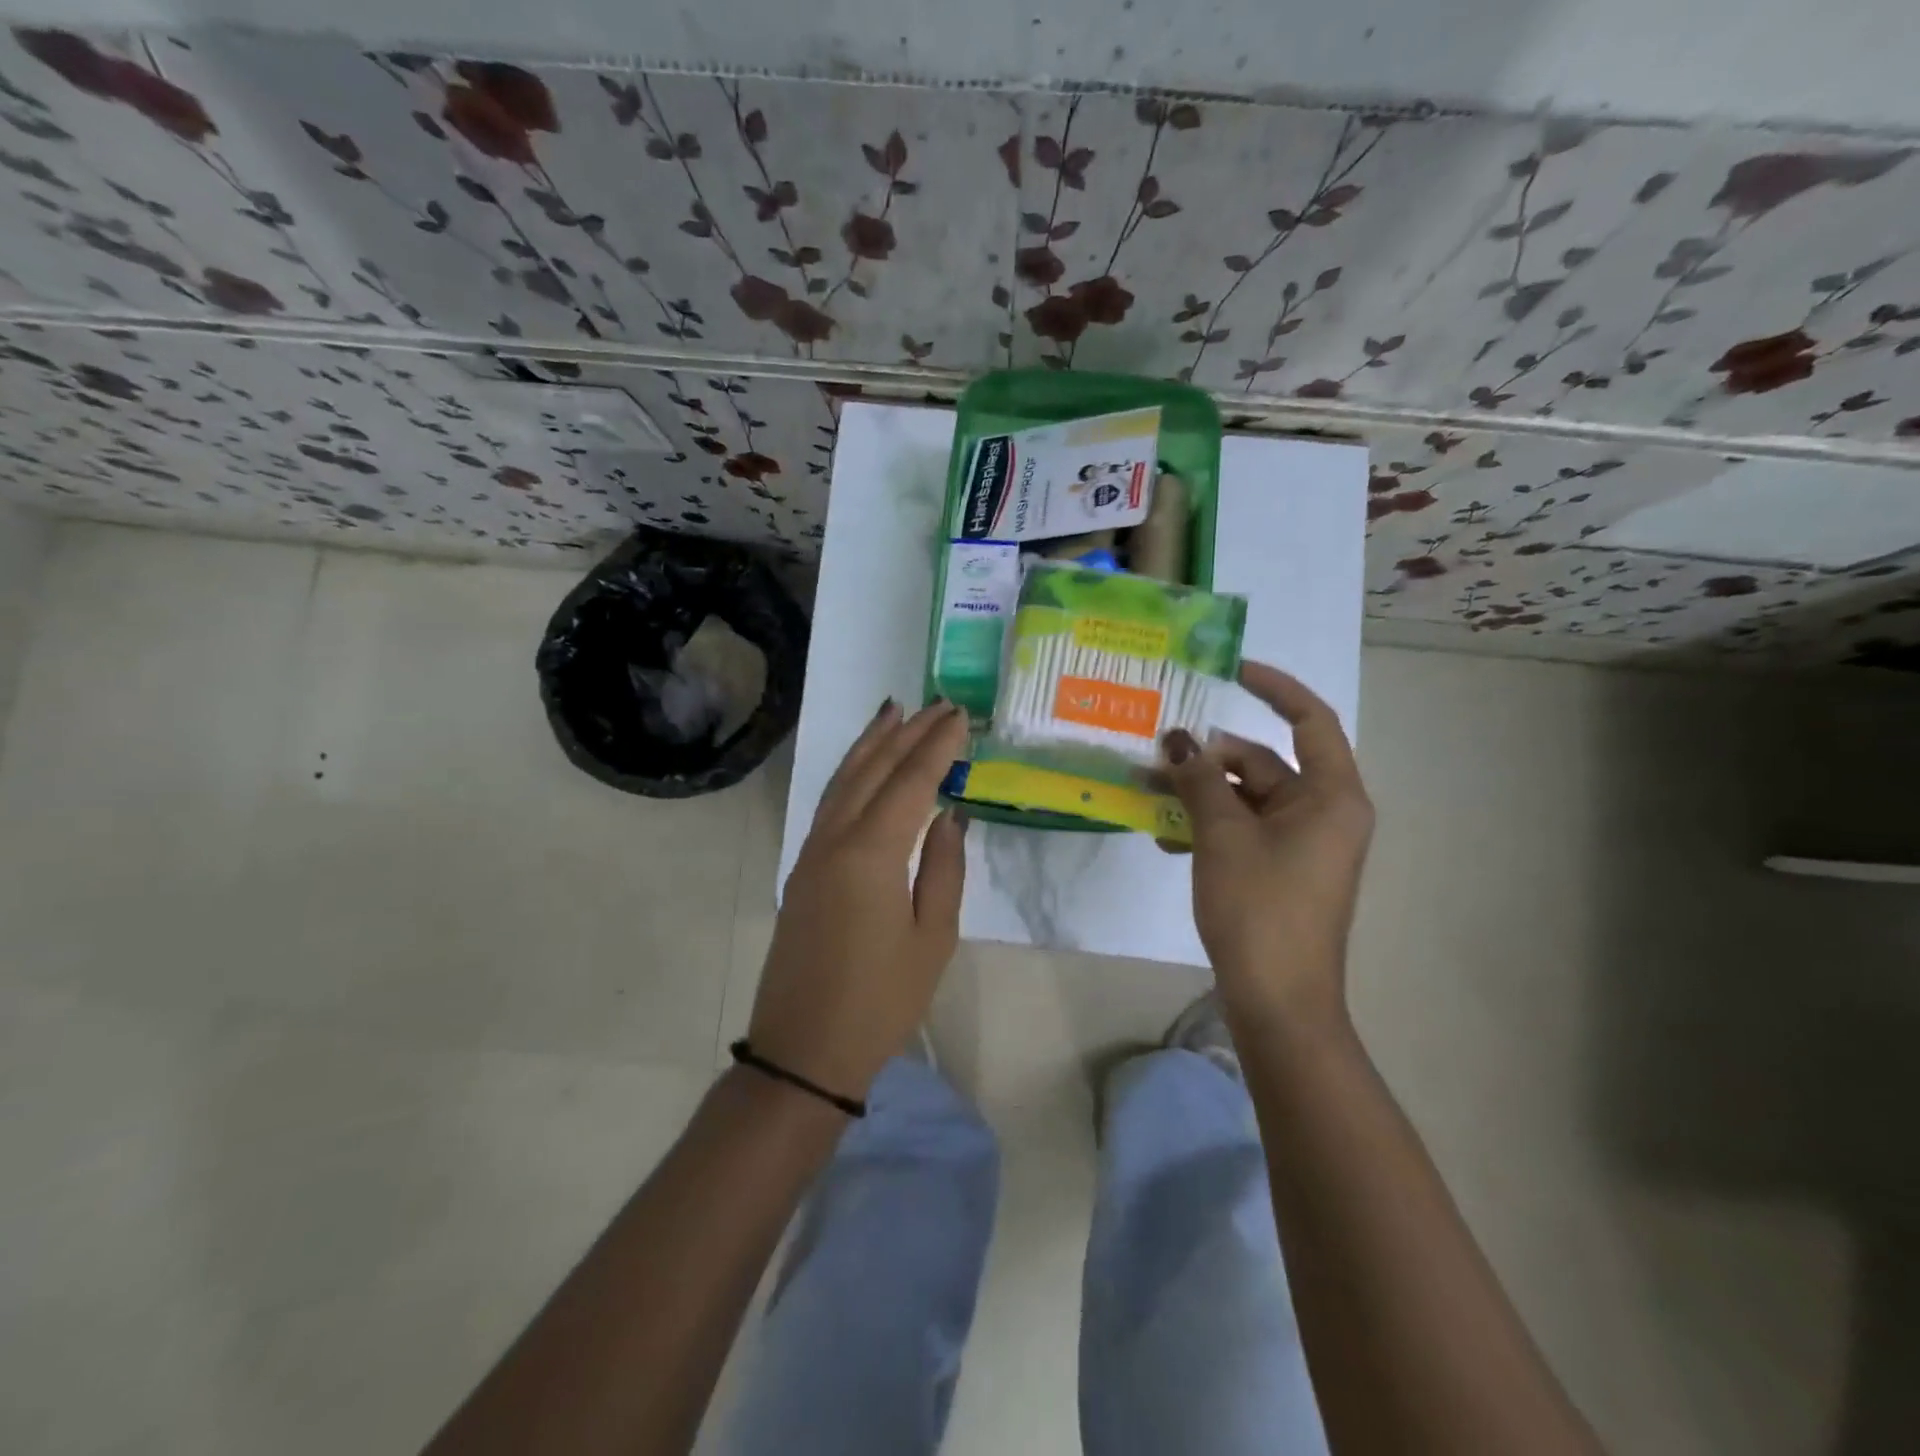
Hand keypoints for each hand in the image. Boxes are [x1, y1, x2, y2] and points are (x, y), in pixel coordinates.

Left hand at [748, 699, 969, 1102]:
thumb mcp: (932, 938)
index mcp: (872, 853)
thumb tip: (950, 815)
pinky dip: (851, 773)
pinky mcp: (802, 868)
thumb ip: (944, 867)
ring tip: (895, 713)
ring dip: (871, 743)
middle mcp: (836, 839)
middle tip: (937, 704)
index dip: (938, 746)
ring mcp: (812, 851)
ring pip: (844, 779)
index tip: (961, 716)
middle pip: (874, 769)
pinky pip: (830, 802)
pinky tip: (864, 766)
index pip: (911, 781)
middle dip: (907, 733)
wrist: (804, 1050)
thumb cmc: (881, 1000)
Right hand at [1162, 661, 1373, 1028]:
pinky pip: (1241, 829)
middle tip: (1154, 757)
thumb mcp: (1221, 836)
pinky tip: (1164, 836)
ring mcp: (1301, 843)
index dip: (1273, 687)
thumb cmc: (1260, 909)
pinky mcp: (1279, 868)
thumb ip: (1199, 781)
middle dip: (1206, 759)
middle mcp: (1322, 812)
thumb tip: (1178, 741)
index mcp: (1330, 796)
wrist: (1278, 1001)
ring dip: (1198, 794)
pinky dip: (1207, 826)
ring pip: (1244, 798)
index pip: (1309, 720)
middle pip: (1262, 763)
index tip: (1230, 670)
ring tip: (1147, 796)